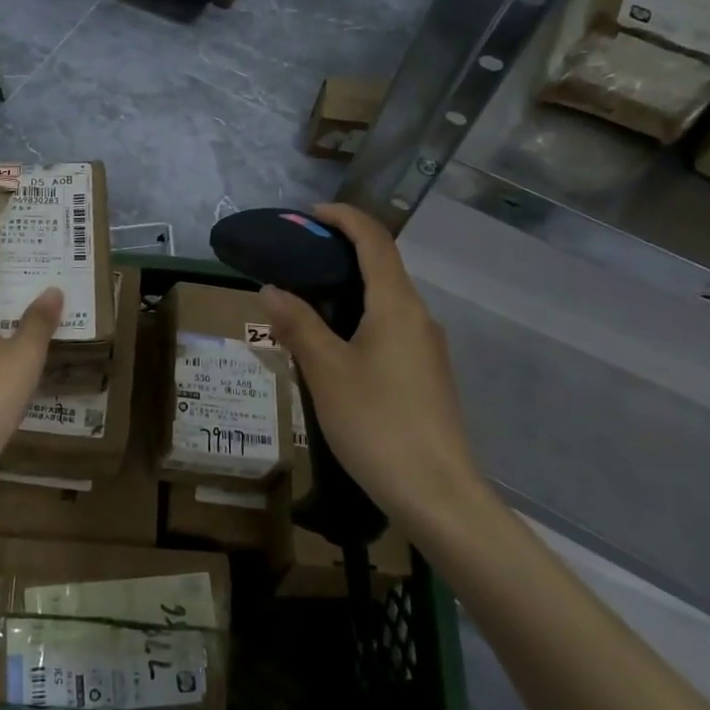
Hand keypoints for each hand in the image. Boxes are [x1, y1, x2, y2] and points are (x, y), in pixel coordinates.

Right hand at [258, 203, 487, 532]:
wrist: (438, 495)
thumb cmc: (378, 423)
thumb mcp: (326, 371)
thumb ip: (298, 325)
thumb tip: (271, 289)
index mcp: (397, 305)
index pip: (374, 240)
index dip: (343, 217)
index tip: (308, 214)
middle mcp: (418, 317)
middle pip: (382, 266)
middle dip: (341, 251)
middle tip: (296, 257)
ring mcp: (426, 348)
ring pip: (385, 300)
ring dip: (348, 288)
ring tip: (305, 300)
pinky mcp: (425, 375)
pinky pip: (389, 328)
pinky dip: (359, 318)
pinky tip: (332, 346)